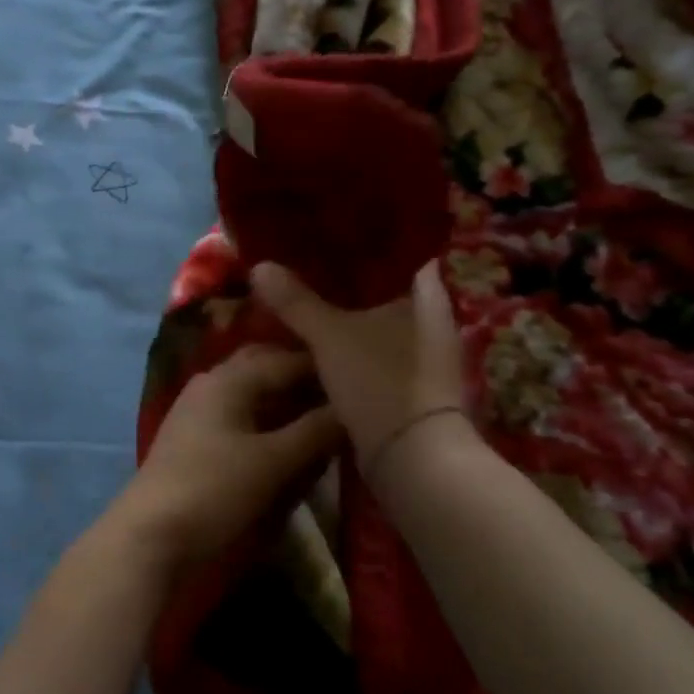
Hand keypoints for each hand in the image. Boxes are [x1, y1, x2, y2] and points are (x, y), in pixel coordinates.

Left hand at [120, 346, 341, 569]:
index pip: (288, 359)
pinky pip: (241, 417)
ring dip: (286, 402)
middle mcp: (212, 383)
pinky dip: (267, 423)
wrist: (150, 534)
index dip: (327, 369)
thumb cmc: (214, 490)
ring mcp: (200, 410)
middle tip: (344, 398)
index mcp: (229, 378)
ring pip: (253, 393)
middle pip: (266, 369)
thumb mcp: (273, 462)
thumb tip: (353, 407)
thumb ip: (316, 431)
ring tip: (322, 420)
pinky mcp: (196, 439)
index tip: (365, 380)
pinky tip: (288, 442)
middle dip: (304, 380)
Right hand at [250, 260, 471, 463]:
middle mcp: (433, 317)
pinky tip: (320, 340)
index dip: (363, 240)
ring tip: (305, 297)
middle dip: (346, 279)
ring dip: (347, 312)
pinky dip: (351, 341)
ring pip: (378, 319)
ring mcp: (426, 351)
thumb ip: (295, 301)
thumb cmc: (380, 382)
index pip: (398, 251)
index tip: (326, 233)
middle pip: (384, 286)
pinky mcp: (413, 381)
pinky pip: (377, 347)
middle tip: (304, 264)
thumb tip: (259, 266)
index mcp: (427, 294)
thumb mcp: (329, 337)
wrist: (414, 460)